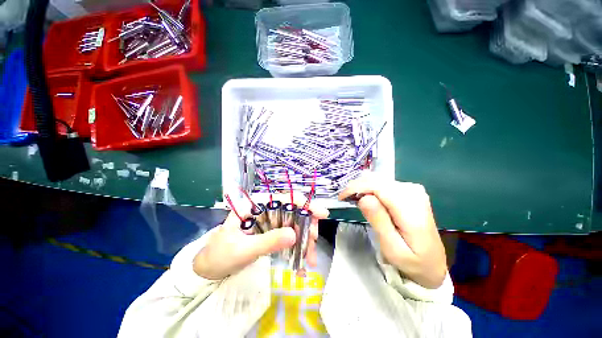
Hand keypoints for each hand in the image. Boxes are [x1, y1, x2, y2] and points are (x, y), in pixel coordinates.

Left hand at [193, 194, 328, 279]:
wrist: (208, 269)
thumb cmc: (220, 255)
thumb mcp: (242, 249)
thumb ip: (267, 241)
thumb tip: (294, 235)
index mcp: (256, 205)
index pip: (283, 198)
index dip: (304, 203)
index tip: (321, 213)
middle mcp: (265, 209)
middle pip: (292, 210)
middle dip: (306, 224)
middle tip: (314, 240)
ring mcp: (269, 221)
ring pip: (293, 224)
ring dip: (304, 238)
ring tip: (310, 257)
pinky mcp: (271, 233)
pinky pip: (288, 236)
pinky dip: (297, 247)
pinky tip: (302, 260)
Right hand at [339, 174, 446, 288]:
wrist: (432, 264)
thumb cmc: (412, 261)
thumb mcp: (393, 248)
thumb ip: (379, 221)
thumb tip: (363, 198)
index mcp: (411, 207)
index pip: (377, 186)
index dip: (356, 187)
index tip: (341, 197)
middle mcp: (413, 191)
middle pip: (377, 180)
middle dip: (357, 187)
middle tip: (345, 199)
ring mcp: (412, 189)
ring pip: (378, 180)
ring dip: (362, 187)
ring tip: (353, 199)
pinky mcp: (408, 190)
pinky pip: (383, 184)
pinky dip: (370, 188)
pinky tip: (365, 198)